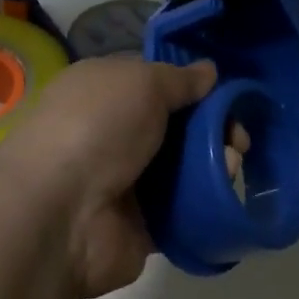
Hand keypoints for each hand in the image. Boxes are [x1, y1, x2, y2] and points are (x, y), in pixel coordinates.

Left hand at [0, 56, 216, 298]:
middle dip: (213, 128)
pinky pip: (181, 210)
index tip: (227, 96)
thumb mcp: (143, 82)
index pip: (156, 83)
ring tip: (233, 165)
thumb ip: (180, 79)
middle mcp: (112, 133)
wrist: (58, 214)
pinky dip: (205, 202)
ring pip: (182, 168)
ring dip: (214, 163)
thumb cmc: (97, 127)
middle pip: (175, 126)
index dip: (193, 87)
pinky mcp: (138, 226)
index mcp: (104, 91)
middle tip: (239, 137)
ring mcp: (124, 182)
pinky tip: (224, 194)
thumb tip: (208, 71)